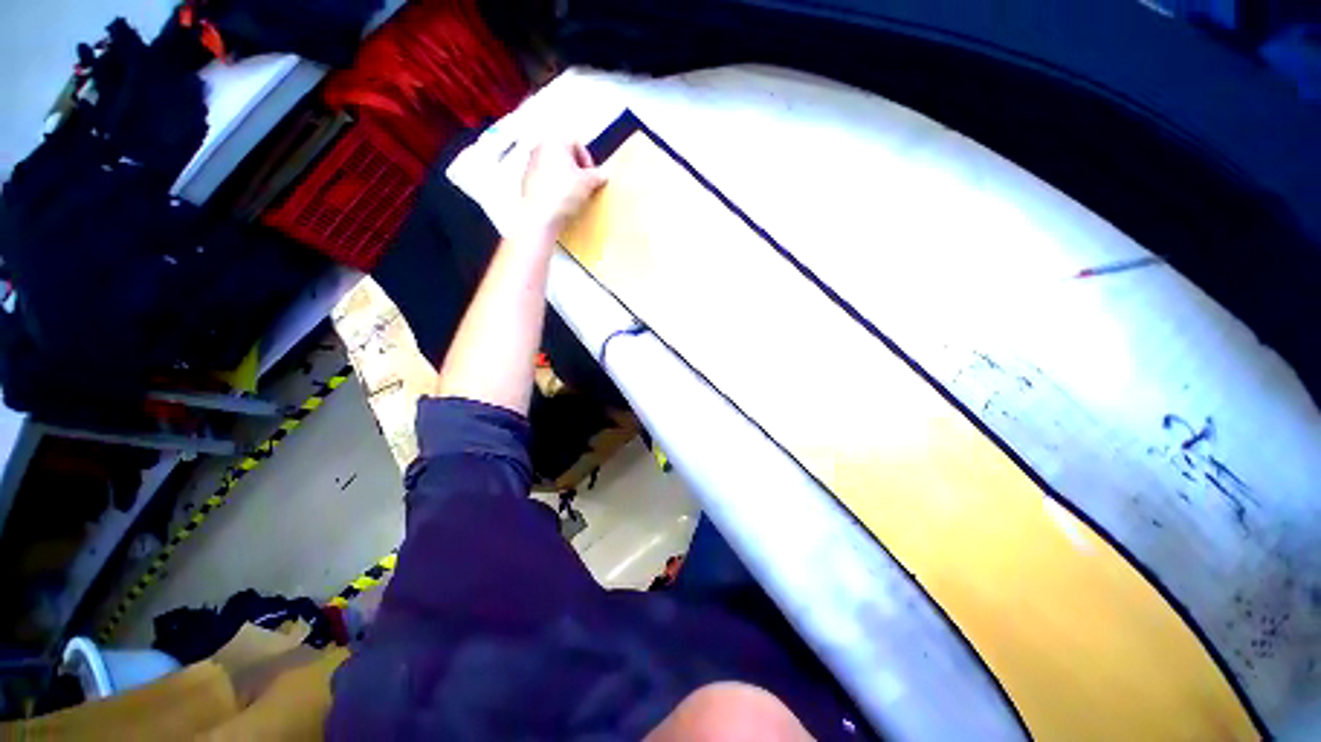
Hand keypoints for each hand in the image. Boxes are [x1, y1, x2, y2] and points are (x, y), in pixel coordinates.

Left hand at [520, 140, 606, 236]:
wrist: (540, 216)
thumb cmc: (564, 193)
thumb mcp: (588, 183)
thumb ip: (597, 176)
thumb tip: (602, 175)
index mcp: (554, 141)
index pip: (576, 142)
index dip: (588, 159)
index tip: (592, 175)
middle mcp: (539, 147)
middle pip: (563, 154)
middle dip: (576, 168)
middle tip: (585, 184)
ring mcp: (530, 164)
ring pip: (554, 167)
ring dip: (565, 178)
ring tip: (574, 195)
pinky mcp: (526, 182)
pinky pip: (545, 180)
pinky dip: (555, 187)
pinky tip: (561, 201)